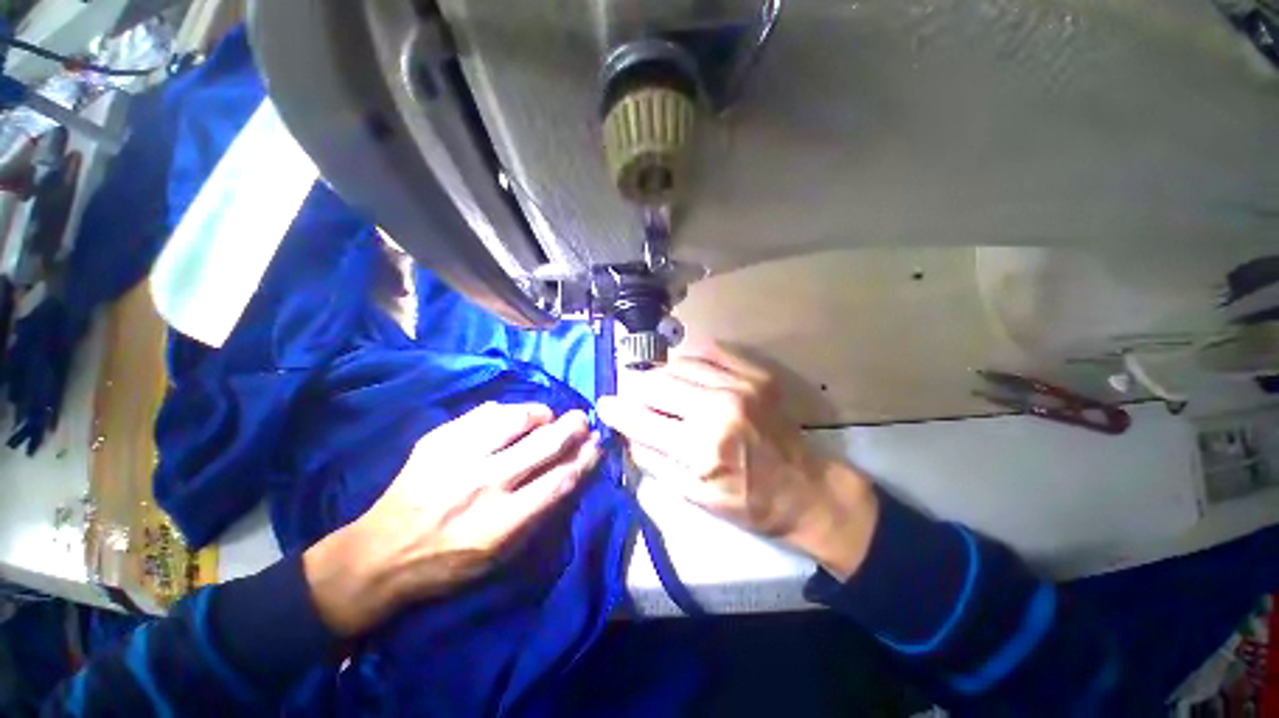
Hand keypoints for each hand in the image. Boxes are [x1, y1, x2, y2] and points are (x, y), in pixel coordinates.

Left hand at [304, 403, 599, 636]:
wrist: (378, 555)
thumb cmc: (447, 564)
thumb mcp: (500, 558)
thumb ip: (539, 516)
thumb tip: (570, 474)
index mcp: (501, 523)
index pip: (560, 479)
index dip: (586, 457)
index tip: (597, 444)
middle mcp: (483, 485)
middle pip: (545, 443)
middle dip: (574, 427)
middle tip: (584, 420)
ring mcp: (457, 457)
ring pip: (517, 418)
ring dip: (542, 414)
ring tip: (548, 417)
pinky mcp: (437, 440)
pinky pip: (486, 412)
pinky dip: (509, 412)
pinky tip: (514, 418)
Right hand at [597, 341, 877, 579]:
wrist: (806, 488)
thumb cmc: (749, 502)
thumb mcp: (694, 497)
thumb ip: (653, 461)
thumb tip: (626, 432)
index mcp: (700, 448)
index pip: (640, 419)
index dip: (616, 410)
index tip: (604, 404)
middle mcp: (717, 408)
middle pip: (656, 383)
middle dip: (635, 389)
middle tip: (632, 397)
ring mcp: (740, 386)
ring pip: (678, 364)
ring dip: (660, 375)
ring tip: (658, 388)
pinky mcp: (755, 375)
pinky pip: (710, 351)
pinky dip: (690, 359)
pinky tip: (685, 371)